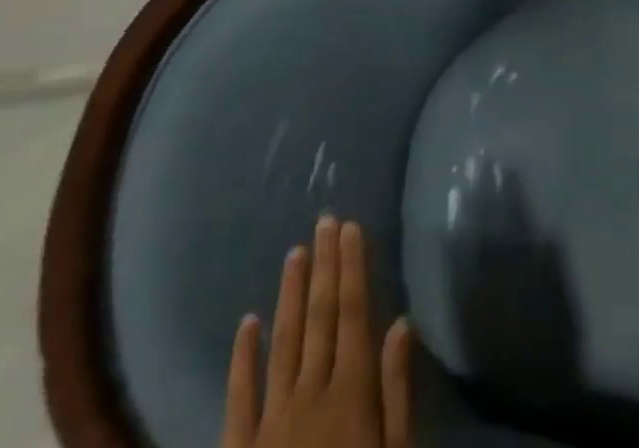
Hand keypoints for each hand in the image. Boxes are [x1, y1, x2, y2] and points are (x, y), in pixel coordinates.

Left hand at [222, 215, 412, 447]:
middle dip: (325, 265)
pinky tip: (247, 323)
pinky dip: (243, 357)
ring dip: (289, 295)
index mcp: (351, 393)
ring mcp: (270, 420)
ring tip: (295, 253)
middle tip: (325, 219)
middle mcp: (310, 393)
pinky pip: (239, 396)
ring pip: (282, 342)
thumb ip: (395, 391)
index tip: (351, 227)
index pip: (353, 313)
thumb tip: (400, 323)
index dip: (352, 267)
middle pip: (319, 317)